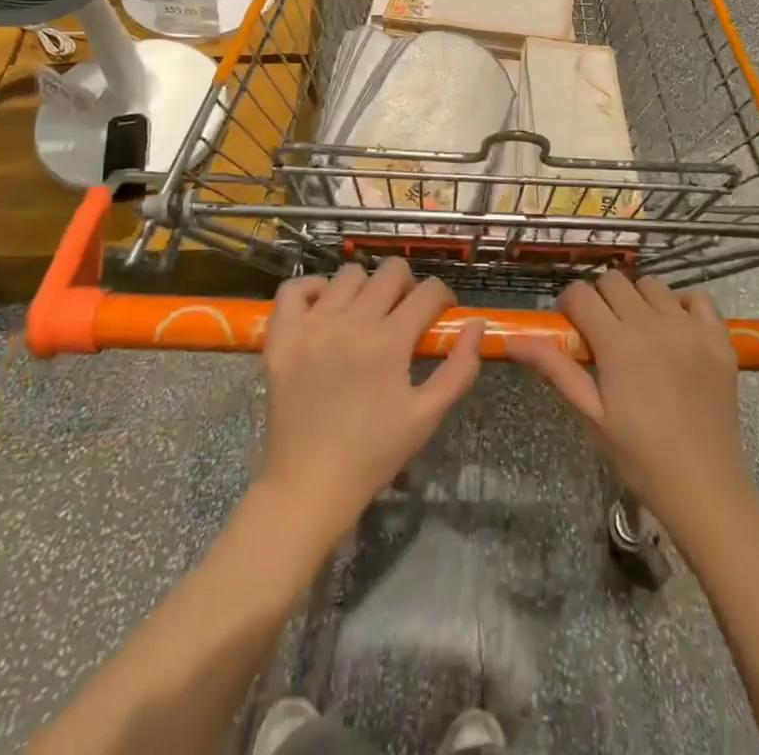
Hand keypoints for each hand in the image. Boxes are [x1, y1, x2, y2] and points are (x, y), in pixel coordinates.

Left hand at [258, 259, 483, 538]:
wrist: (308, 486)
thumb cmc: (373, 453)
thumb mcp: (428, 415)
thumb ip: (460, 368)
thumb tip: (476, 324)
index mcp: (390, 341)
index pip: (429, 291)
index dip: (443, 297)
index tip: (441, 314)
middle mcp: (351, 322)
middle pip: (391, 271)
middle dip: (408, 286)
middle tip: (405, 314)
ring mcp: (312, 326)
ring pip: (348, 274)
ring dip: (366, 287)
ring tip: (365, 314)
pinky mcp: (282, 337)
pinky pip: (294, 288)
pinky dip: (313, 289)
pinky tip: (325, 309)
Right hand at [506, 272, 751, 540]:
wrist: (705, 486)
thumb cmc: (640, 457)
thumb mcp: (591, 415)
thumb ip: (555, 369)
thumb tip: (514, 341)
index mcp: (617, 342)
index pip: (581, 294)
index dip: (569, 305)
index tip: (571, 327)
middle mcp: (653, 323)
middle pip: (614, 281)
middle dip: (600, 299)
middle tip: (602, 332)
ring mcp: (690, 327)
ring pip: (652, 284)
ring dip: (638, 299)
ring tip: (639, 331)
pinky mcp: (719, 337)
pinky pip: (697, 297)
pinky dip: (682, 304)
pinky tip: (676, 329)